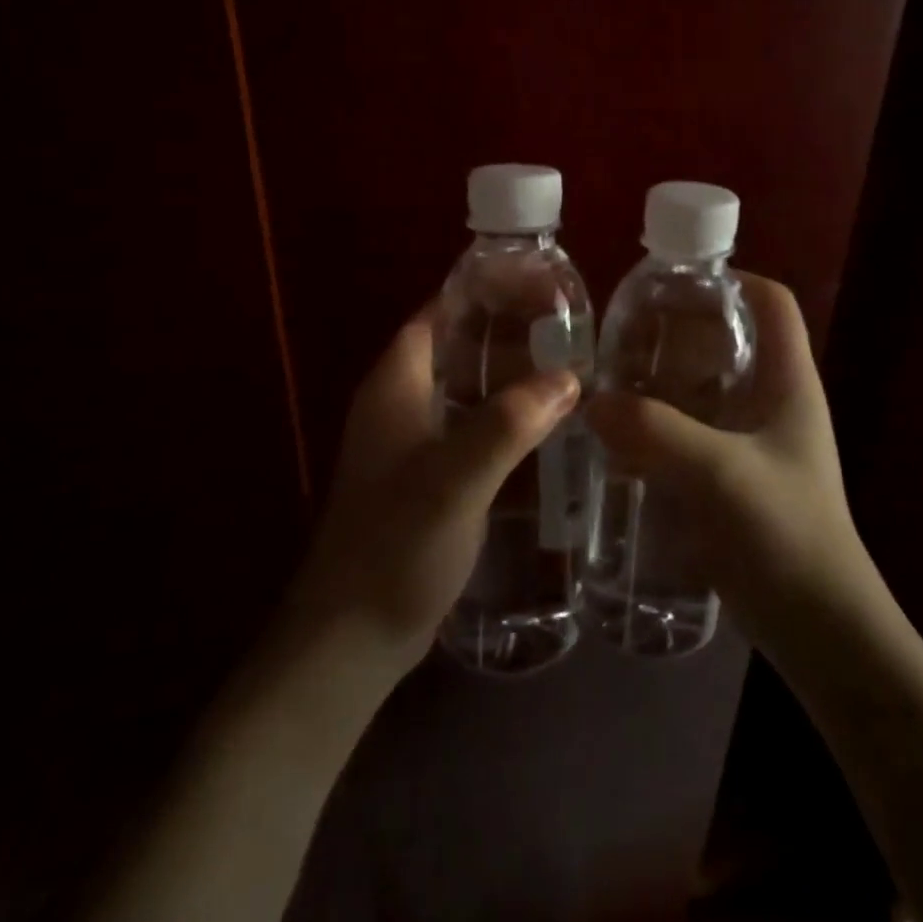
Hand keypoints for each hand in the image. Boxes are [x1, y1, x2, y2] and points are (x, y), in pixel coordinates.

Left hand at [276, 304, 580, 686]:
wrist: (352, 640)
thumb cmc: (395, 547)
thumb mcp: (455, 479)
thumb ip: (509, 423)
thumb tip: (568, 377)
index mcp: (395, 386)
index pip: (438, 313)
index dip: (482, 291)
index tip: (537, 282)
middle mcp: (400, 404)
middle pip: (456, 346)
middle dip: (507, 330)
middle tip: (569, 324)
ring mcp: (412, 444)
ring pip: (467, 388)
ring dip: (510, 374)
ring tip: (570, 365)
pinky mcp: (428, 478)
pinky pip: (472, 427)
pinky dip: (507, 416)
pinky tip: (548, 425)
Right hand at [586, 275, 876, 661]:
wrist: (819, 629)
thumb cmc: (787, 535)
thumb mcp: (721, 474)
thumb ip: (656, 433)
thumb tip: (592, 402)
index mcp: (788, 381)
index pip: (771, 302)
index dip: (730, 279)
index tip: (670, 283)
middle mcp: (772, 401)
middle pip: (726, 340)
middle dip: (675, 332)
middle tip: (619, 336)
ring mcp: (751, 442)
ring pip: (702, 389)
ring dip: (659, 383)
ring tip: (606, 380)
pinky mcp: (731, 478)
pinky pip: (689, 433)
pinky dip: (656, 426)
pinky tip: (616, 437)